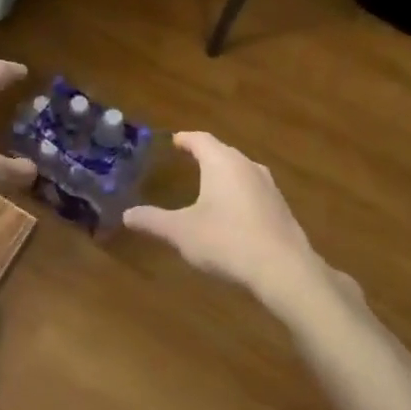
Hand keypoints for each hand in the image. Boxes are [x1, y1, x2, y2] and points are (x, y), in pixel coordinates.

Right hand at [123, 132, 333, 310]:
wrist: (284, 270)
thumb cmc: (226, 241)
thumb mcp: (181, 232)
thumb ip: (153, 220)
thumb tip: (127, 214)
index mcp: (222, 163)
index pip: (201, 139)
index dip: (185, 139)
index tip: (174, 140)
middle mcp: (248, 166)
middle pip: (223, 152)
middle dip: (205, 155)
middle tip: (188, 159)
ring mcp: (269, 187)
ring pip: (241, 171)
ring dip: (224, 175)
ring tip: (209, 185)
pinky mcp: (281, 209)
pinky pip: (254, 191)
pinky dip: (239, 194)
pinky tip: (233, 213)